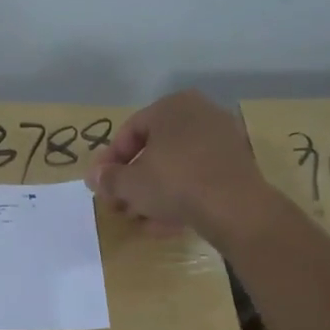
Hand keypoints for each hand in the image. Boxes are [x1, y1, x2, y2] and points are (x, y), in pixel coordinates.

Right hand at [85, 90, 273, 242]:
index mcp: (172, 106)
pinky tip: (164, 223)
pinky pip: (197, 178)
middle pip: (154, 150)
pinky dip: (179, 197)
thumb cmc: (174, 182)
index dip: (109, 162)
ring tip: (139, 219)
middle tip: (118, 205)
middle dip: (132, 181)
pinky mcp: (236, 166)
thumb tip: (94, 177)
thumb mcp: (130, 183)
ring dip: (153, 193)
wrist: (234, 207)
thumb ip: (108, 178)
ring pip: (175, 167)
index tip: (100, 185)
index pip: (129, 132)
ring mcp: (222, 140)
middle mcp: (199, 114)